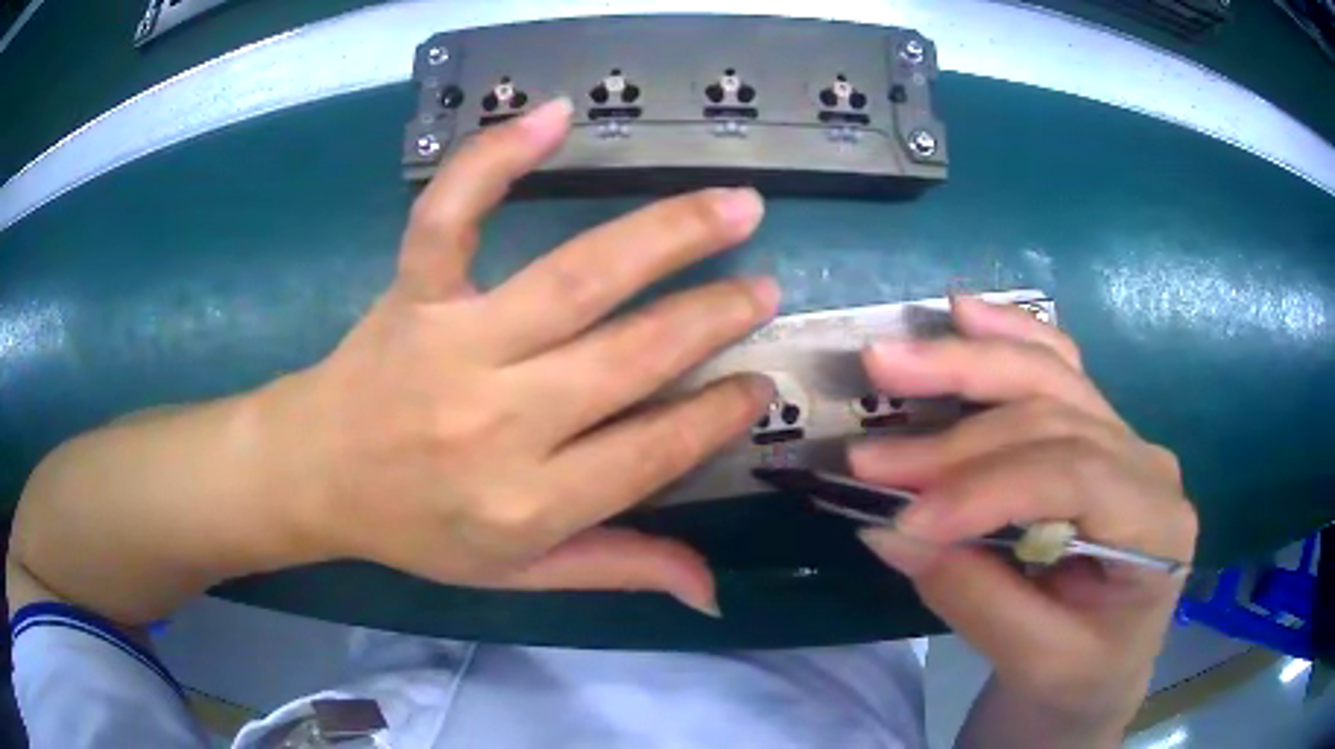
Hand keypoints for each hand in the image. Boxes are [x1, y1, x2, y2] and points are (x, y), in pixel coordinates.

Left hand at [263, 98, 776, 614]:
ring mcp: (452, 344)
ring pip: (575, 278)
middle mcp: (500, 420)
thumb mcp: (517, 574)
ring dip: (667, 235)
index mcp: (530, 502)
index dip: (719, 414)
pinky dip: (496, 159)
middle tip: (765, 287)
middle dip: (713, 316)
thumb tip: (712, 589)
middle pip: (631, 356)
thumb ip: (618, 568)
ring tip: (735, 206)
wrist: (315, 474)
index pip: (655, 452)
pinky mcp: (413, 293)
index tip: (759, 382)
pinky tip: (554, 115)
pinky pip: (451, 216)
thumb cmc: (415, 529)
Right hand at [852, 296, 1196, 732]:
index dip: (985, 488)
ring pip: (1050, 376)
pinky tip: (965, 313)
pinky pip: (1056, 368)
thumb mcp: (1035, 662)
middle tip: (871, 454)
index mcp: (1158, 525)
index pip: (1074, 476)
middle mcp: (1147, 464)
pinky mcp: (1095, 432)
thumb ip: (973, 595)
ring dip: (967, 366)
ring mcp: (1124, 438)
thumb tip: (888, 529)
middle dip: (957, 436)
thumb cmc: (1080, 678)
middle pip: (1055, 416)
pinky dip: (1008, 337)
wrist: (1102, 672)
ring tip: (893, 361)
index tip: (903, 518)